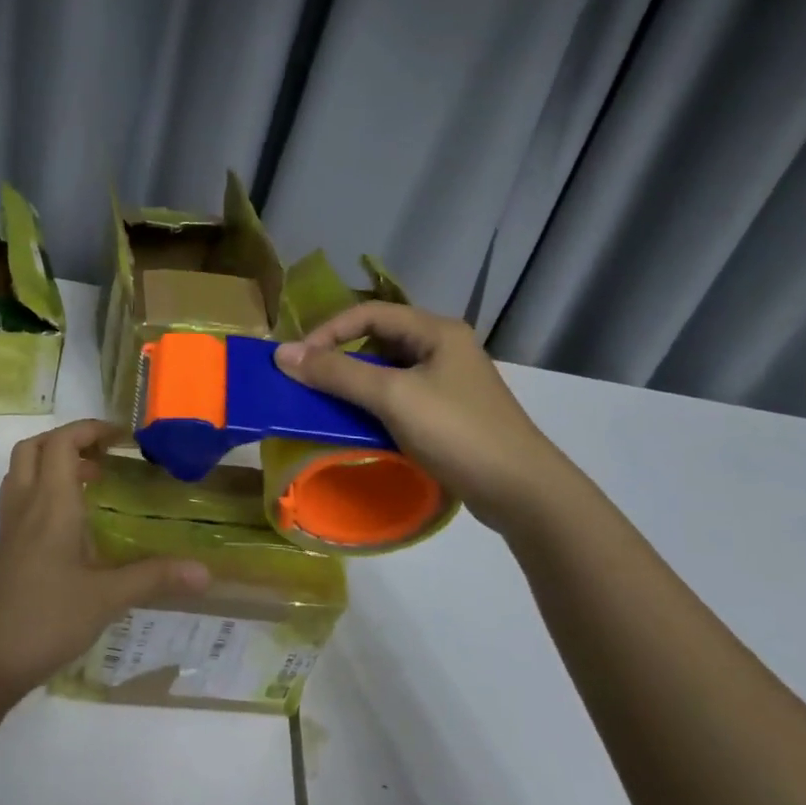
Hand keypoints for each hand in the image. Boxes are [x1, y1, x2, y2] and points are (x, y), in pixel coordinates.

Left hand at [0, 420, 209, 705]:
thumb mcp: (106, 600)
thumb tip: (206, 571)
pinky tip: (72, 528)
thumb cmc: (43, 621)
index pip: (60, 443)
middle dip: (66, 440)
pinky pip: (20, 503)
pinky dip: (44, 495)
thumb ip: (154, 579)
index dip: (88, 429)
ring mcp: (9, 531)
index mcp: (50, 505)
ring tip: (89, 483)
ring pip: (21, 474)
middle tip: (102, 456)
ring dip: (51, 464)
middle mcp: (25, 508)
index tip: (122, 437)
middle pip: (33, 449)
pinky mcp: (4, 553)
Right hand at [274, 302, 568, 530]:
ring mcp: (449, 382)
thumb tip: (283, 353)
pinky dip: (374, 406)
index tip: (298, 360)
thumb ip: (337, 373)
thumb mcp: (392, 397)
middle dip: (340, 356)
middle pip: (379, 339)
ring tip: (327, 403)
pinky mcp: (449, 413)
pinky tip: (359, 425)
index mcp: (436, 331)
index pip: (370, 313)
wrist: (522, 491)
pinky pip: (400, 397)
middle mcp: (443, 348)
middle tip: (309, 380)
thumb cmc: (457, 432)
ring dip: (356, 383)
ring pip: (388, 371)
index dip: (329, 330)